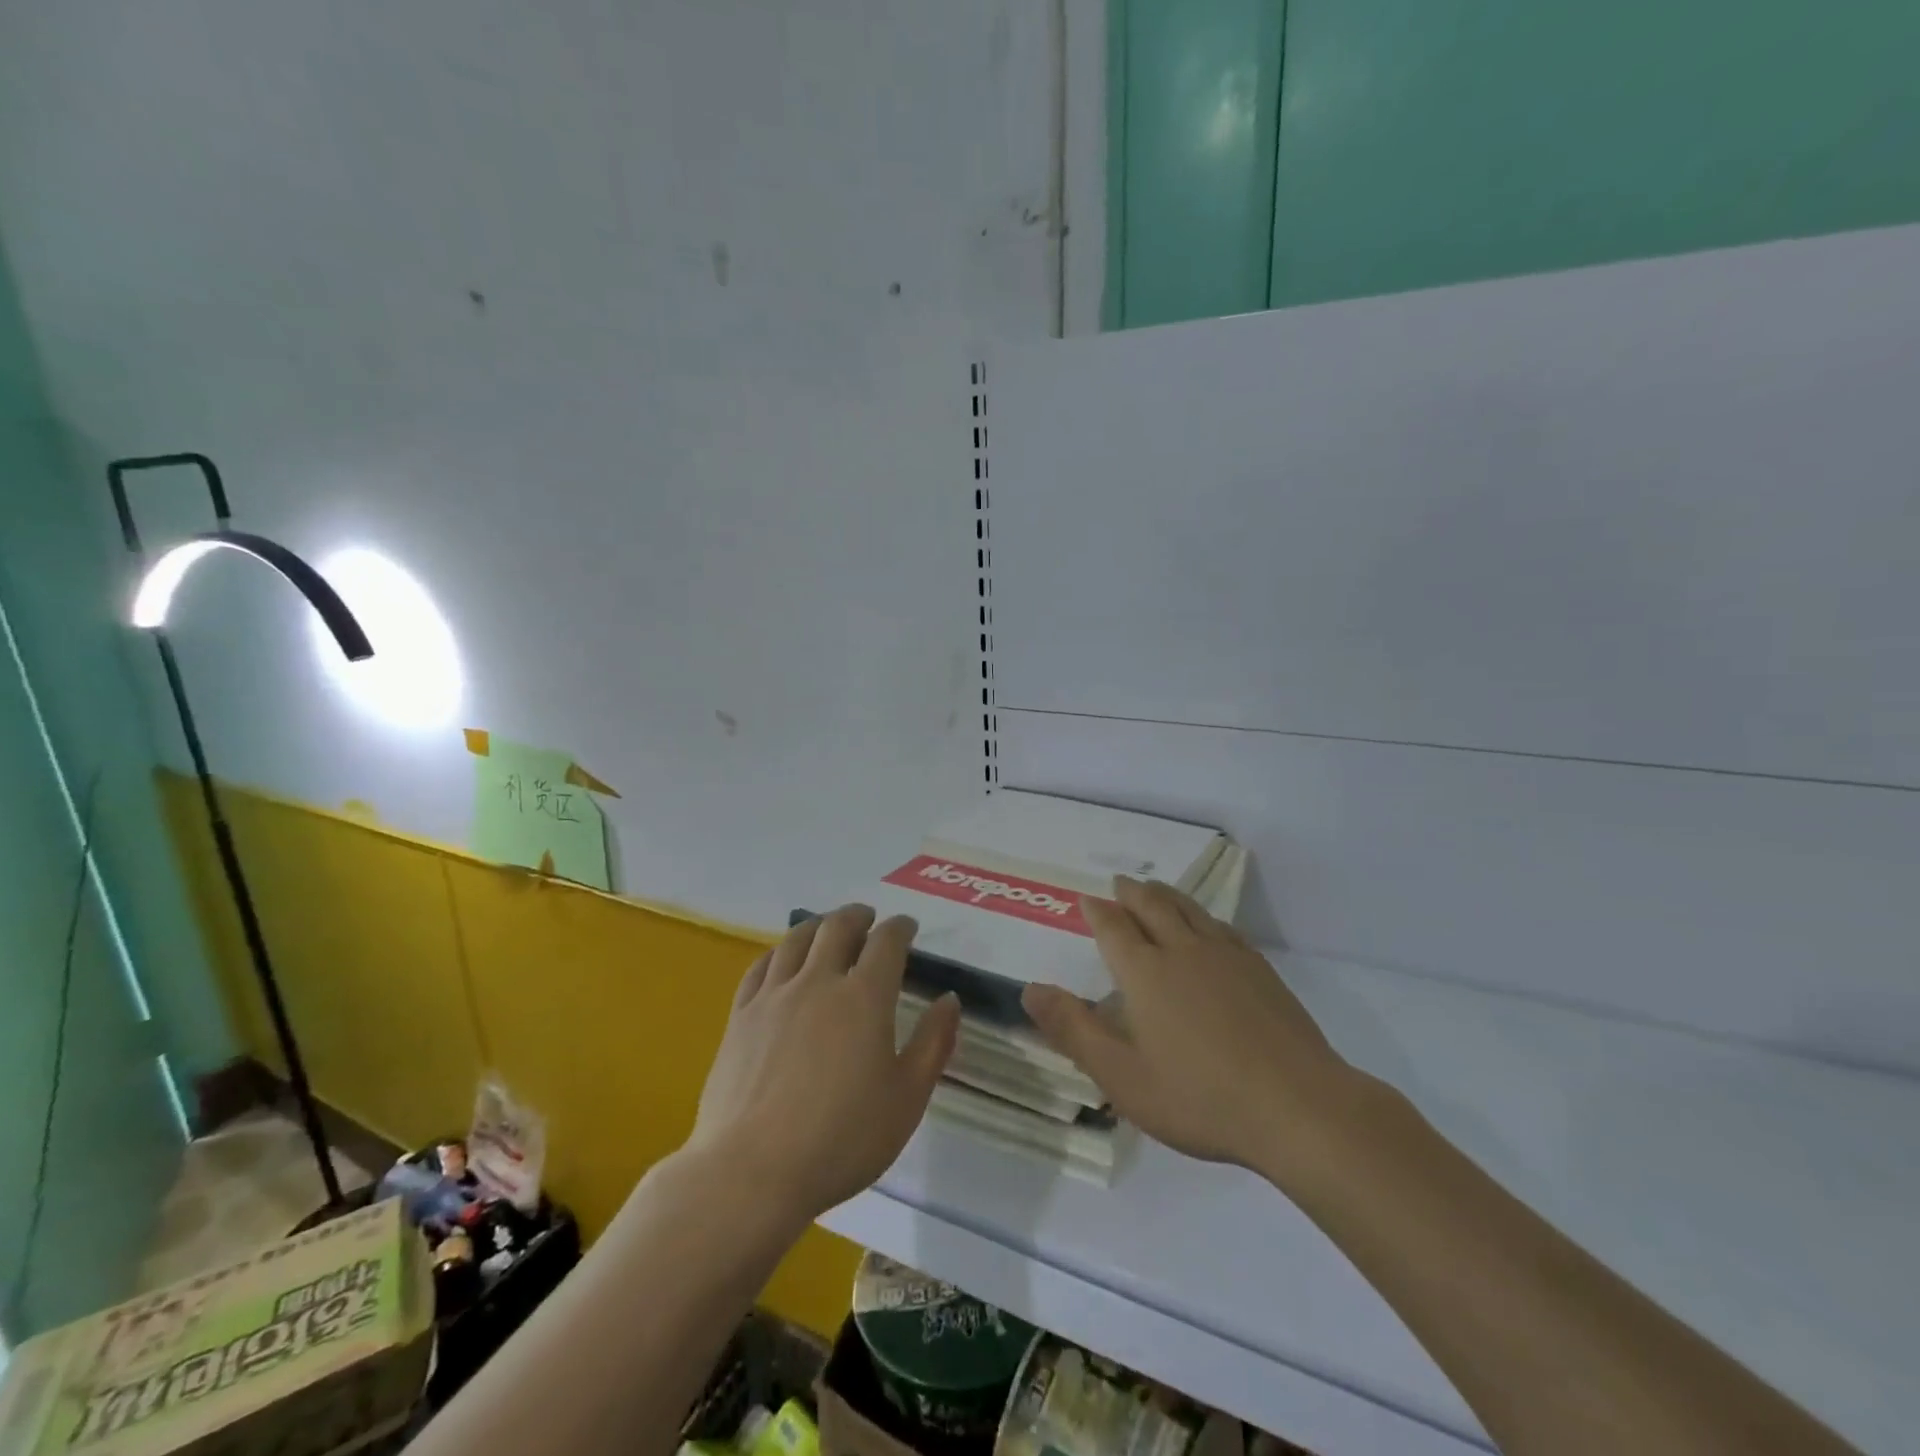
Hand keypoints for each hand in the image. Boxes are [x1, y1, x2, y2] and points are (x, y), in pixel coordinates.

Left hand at [689, 905, 959, 1224]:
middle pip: (838, 928)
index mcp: (865, 997)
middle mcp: (819, 982)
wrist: (752, 1171)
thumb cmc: (842, 1139)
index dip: (900, 927)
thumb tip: (949, 999)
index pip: (886, 942)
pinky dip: (779, 951)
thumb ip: (933, 1043)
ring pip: (797, 939)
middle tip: (868, 919)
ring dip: (818, 925)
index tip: (907, 926)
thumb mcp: (906, 1099)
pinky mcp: (741, 1016)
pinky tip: (783, 958)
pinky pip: (761, 966)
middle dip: (858, 916)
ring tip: (827, 928)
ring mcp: (775, 995)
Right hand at [1022, 876, 1356, 1178]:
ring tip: (1156, 889)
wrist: (1298, 1107)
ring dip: (1167, 895)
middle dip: (1131, 893)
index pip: (1114, 928)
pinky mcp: (1261, 971)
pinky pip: (1222, 928)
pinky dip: (1203, 917)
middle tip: (1119, 883)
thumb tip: (1030, 989)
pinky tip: (1209, 926)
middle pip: (1153, 907)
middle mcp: (1183, 951)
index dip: (1097, 912)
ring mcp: (1227, 957)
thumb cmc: (1199, 1096)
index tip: (1087, 899)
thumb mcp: (1121, 1075)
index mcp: (1145, 972)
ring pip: (1190, 910)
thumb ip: (1073, 1029)